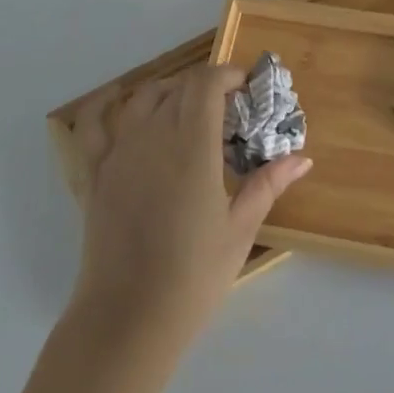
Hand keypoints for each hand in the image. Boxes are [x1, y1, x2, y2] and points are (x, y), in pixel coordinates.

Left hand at [70, 65, 310, 345]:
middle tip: (228, 110)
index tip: (246, 88)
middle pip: (178, 88)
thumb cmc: (194, 274)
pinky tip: (116, 100)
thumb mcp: (240, 228)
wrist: (129, 317)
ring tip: (186, 108)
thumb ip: (267, 184)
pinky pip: (91, 126)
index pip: (206, 84)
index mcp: (191, 146)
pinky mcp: (94, 174)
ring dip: (167, 91)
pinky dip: (104, 105)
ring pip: (141, 99)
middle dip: (206, 87)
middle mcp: (152, 137)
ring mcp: (118, 153)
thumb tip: (302, 158)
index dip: (227, 75)